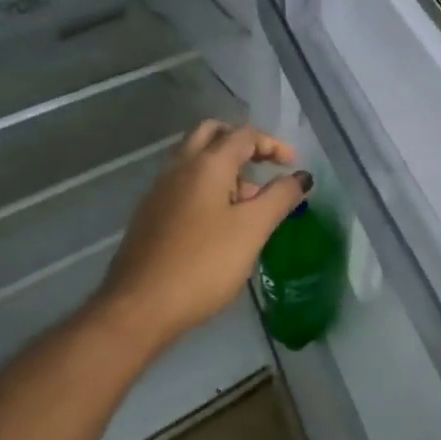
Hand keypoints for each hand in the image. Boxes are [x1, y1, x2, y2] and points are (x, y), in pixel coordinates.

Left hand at [91, 121, 309, 353]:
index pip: (243, 135)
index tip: (292, 166)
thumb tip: (300, 177)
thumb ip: (279, 198)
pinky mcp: (150, 213)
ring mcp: (160, 190)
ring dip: (224, 165)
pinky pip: (183, 182)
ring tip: (249, 199)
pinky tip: (220, 220)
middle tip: (264, 166)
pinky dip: (207, 185)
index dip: (272, 144)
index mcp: (207, 164)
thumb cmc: (204, 264)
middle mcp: (179, 167)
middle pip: (211, 134)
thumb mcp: (252, 230)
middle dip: (242, 143)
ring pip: (194, 158)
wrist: (140, 305)